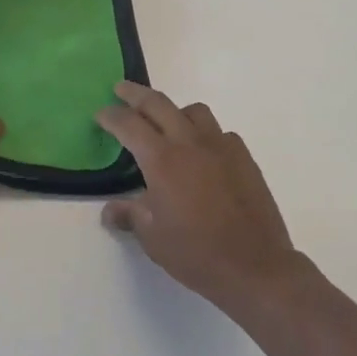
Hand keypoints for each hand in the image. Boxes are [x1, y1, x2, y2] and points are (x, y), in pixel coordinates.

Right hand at [97, 82, 302, 315]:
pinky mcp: (243, 157)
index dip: (111, 116)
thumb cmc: (196, 253)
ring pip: (193, 111)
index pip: (128, 124)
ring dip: (174, 110)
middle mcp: (189, 143)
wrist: (256, 266)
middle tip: (121, 89)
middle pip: (158, 103)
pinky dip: (204, 134)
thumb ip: (130, 216)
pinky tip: (203, 153)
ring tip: (166, 122)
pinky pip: (220, 132)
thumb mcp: (152, 238)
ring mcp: (220, 146)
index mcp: (162, 159)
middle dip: (135, 94)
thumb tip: (110, 210)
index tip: (100, 114)